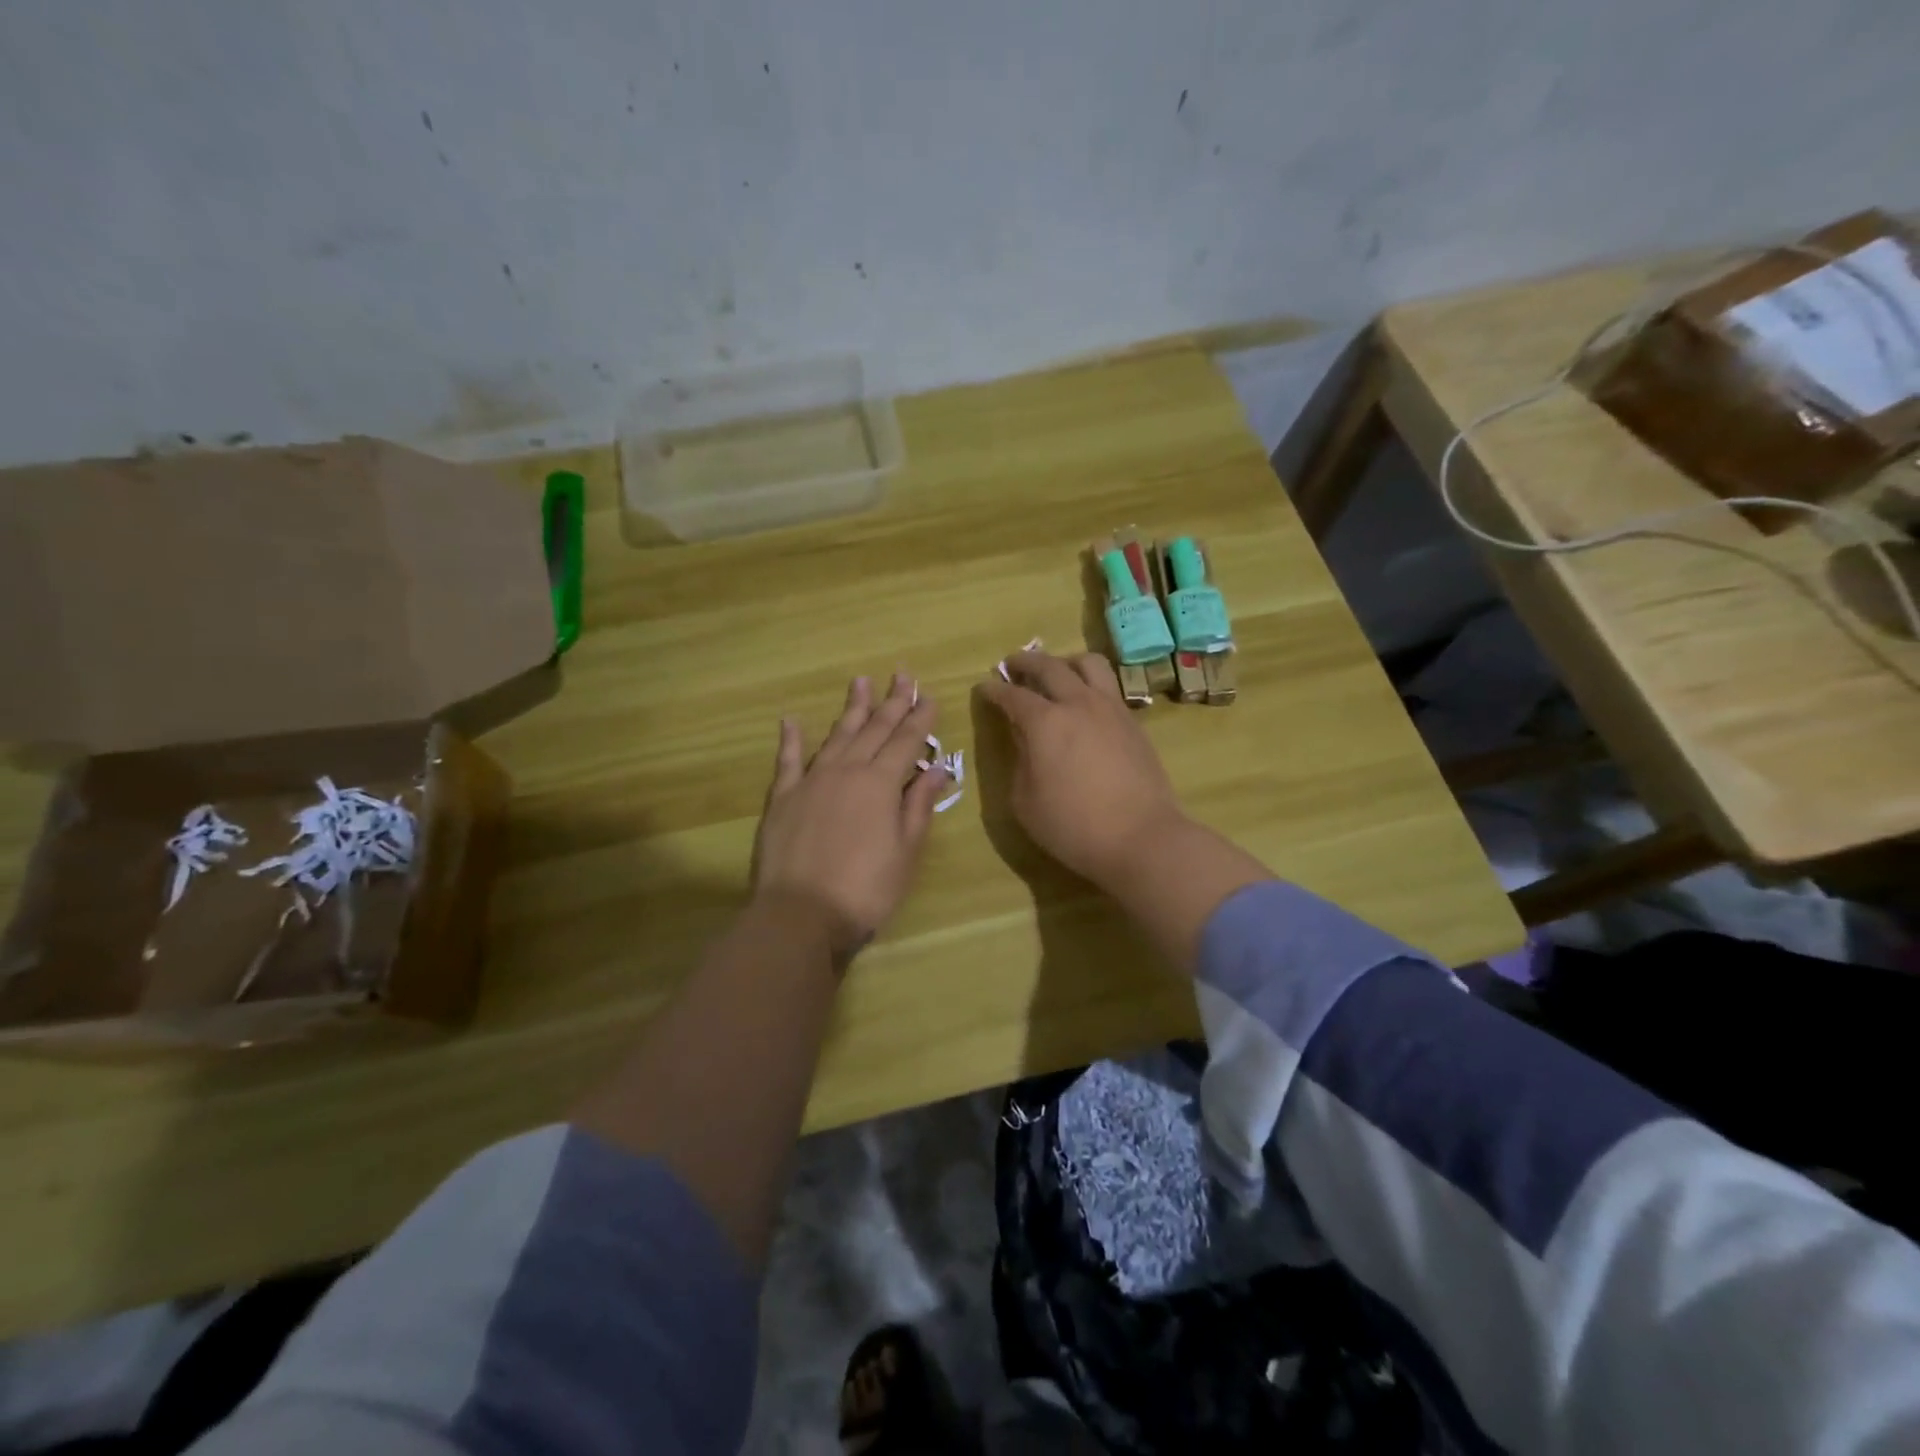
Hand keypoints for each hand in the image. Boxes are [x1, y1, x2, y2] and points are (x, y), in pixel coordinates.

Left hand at [752, 673, 949, 959]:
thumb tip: (937, 768)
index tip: (929, 696)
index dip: (919, 718)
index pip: (906, 742)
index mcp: (880, 784)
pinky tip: (792, 720)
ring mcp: (811, 781)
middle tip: (902, 674)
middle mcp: (847, 771)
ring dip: (851, 709)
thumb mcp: (906, 851)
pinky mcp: (782, 798)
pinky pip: (787, 760)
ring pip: (836, 736)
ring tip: (860, 682)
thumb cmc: (865, 889)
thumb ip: (918, 805)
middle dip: (891, 702)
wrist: (800, 914)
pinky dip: (791, 739)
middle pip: (873, 730)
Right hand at [978, 650, 1185, 889]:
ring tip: (1056, 672)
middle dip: (1026, 662)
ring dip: (1065, 662)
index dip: (994, 690)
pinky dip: (1090, 683)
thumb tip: (1024, 738)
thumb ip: (1020, 761)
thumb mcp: (1026, 802)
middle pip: (1049, 666)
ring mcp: (1111, 709)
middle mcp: (1078, 704)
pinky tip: (1085, 702)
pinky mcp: (1133, 722)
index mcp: (1045, 723)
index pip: (1013, 695)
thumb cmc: (1073, 827)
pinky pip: (1108, 686)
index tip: (983, 688)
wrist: (1141, 838)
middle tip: (1012, 665)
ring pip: (1088, 664)